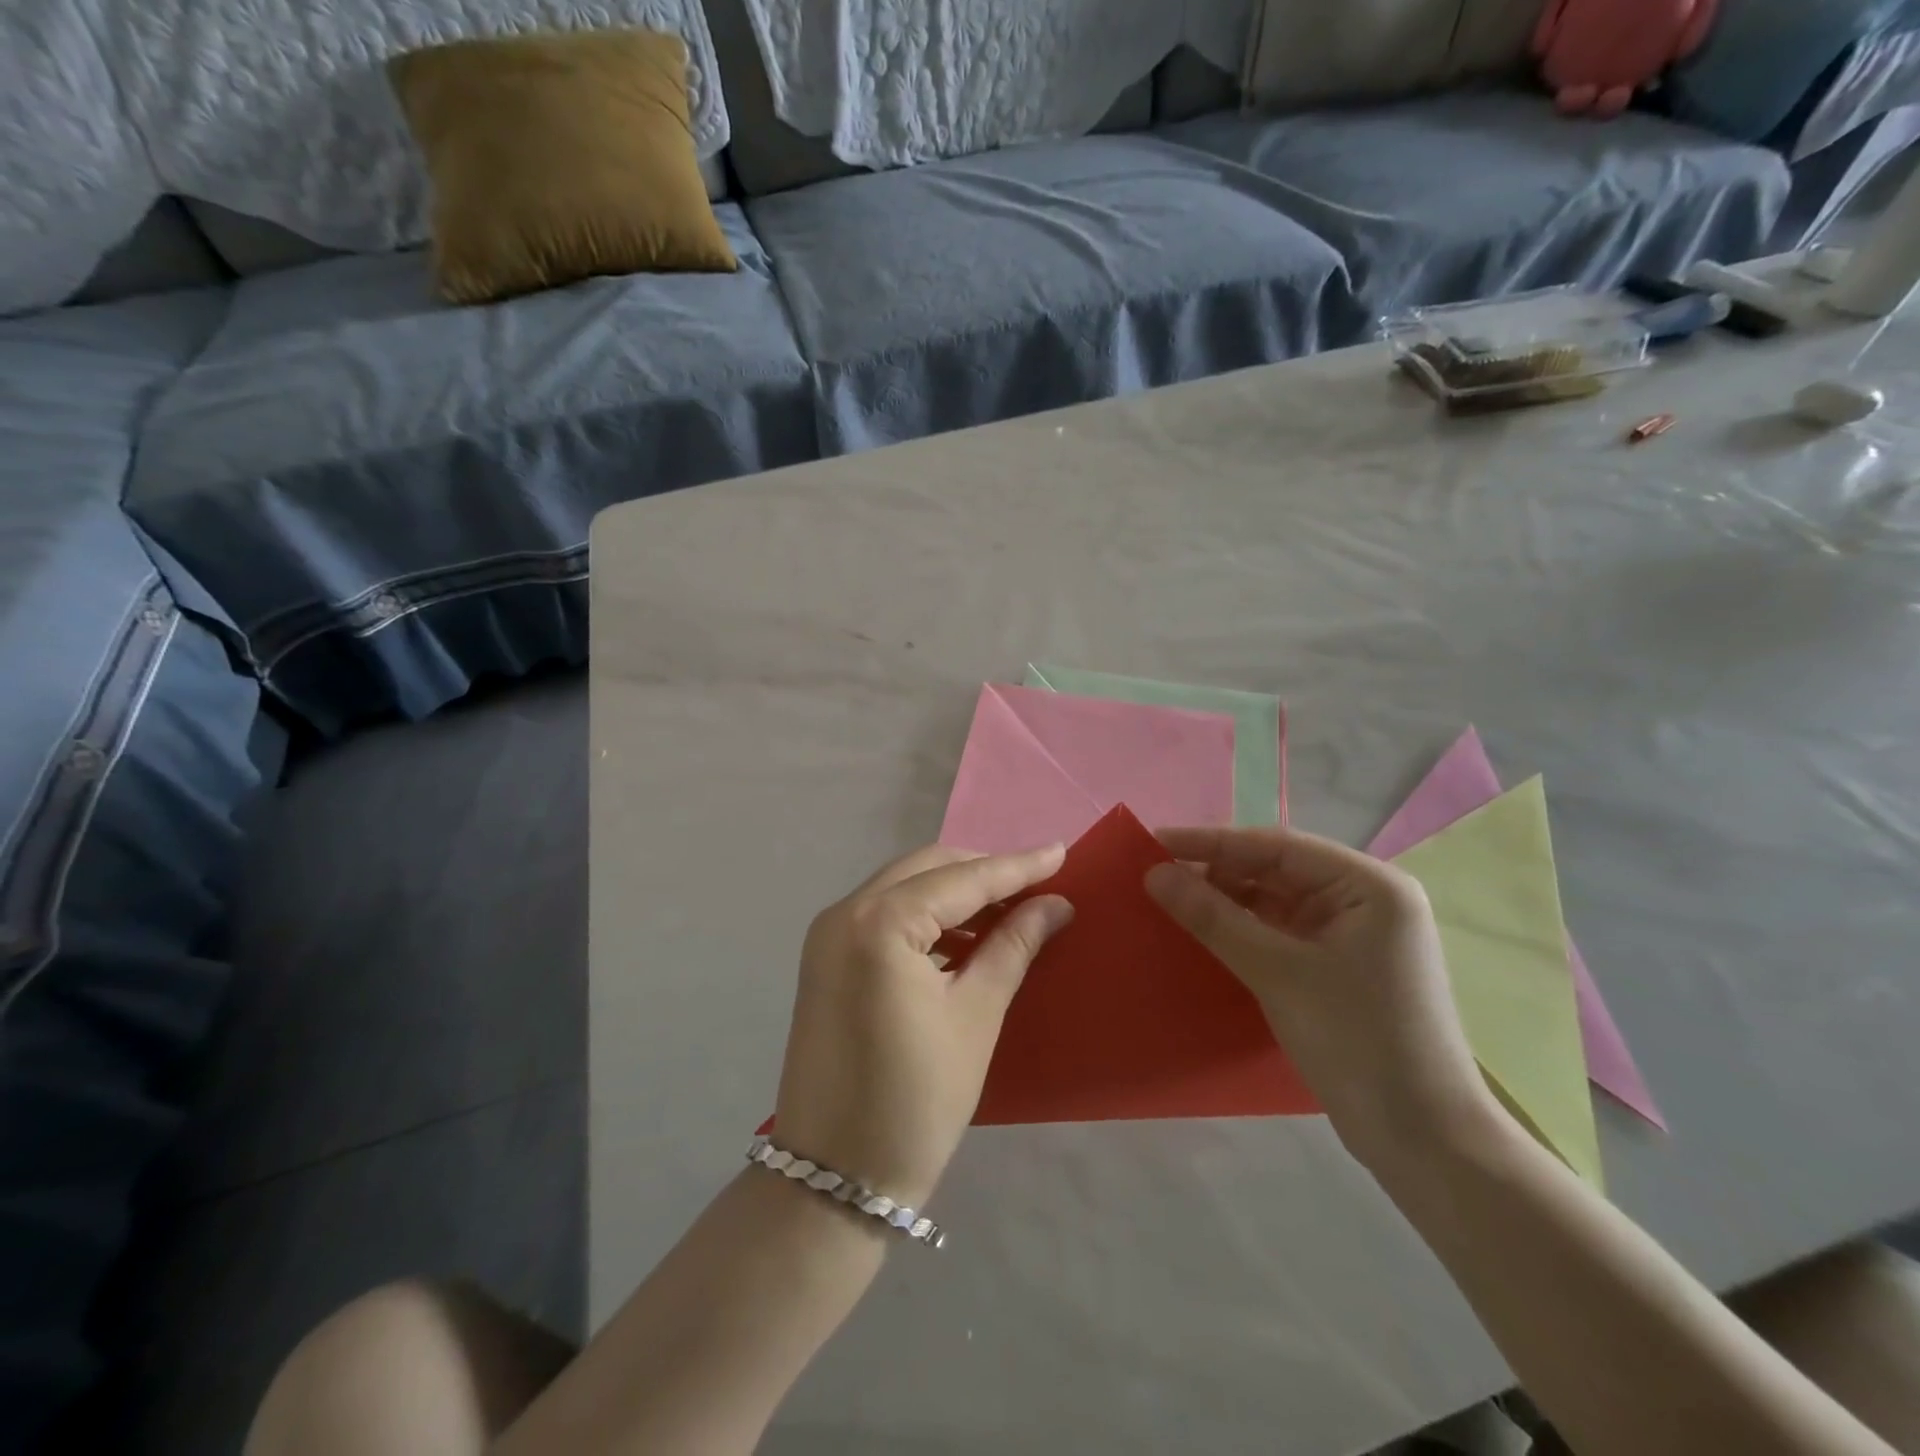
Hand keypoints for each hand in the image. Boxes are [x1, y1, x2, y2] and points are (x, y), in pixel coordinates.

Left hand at [775, 844, 1073, 1209]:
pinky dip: (925, 916)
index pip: (962, 879)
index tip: (1061, 851)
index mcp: (879, 922)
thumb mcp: (976, 1016)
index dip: (1016, 866)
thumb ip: (1013, 946)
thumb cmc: (916, 1100)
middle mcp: (845, 912)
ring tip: (1009, 910)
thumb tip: (1054, 905)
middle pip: (927, 869)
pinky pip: (883, 915)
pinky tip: (963, 937)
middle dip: (983, 872)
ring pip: (903, 887)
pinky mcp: (824, 958)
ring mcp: (827, 934)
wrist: (834, 1178)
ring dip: (954, 892)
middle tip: (1037, 885)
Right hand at [1146, 827, 1496, 1169]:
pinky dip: (1242, 929)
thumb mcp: (1277, 973)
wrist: (1423, 1142)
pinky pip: (1280, 931)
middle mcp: (1364, 899)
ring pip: (1274, 901)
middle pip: (1276, 870)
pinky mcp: (1339, 967)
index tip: (1154, 841)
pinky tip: (1203, 930)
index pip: (1276, 846)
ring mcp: (1352, 934)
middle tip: (1154, 873)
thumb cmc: (1357, 1042)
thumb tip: (1154, 873)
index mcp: (1368, 885)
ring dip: (1225, 900)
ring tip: (1169, 899)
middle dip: (1216, 871)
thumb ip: (1213, 917)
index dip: (1211, 842)